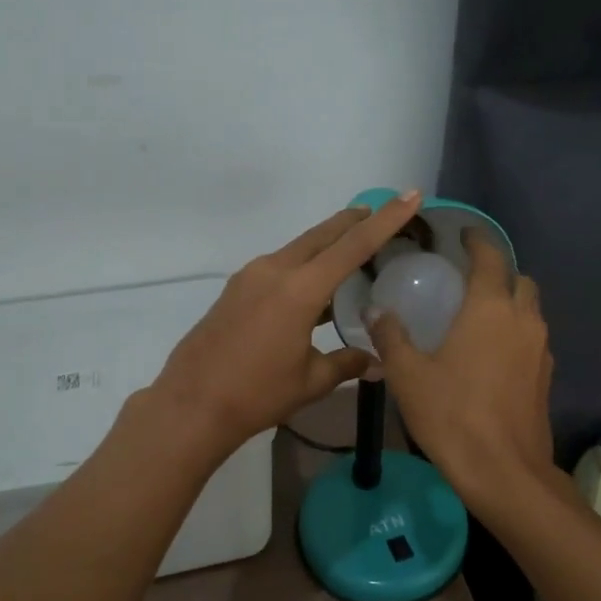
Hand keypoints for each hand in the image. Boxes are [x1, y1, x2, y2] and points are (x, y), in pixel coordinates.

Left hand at [152, 192, 424, 453]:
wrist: (191, 405)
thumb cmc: (257, 395)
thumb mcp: (310, 381)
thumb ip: (346, 364)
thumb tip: (377, 363)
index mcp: (299, 289)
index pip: (353, 246)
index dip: (385, 220)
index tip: (409, 195)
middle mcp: (274, 270)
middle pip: (322, 235)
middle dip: (353, 221)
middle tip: (380, 212)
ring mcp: (250, 277)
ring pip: (299, 248)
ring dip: (327, 243)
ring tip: (352, 247)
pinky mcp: (236, 289)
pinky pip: (279, 265)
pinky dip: (304, 264)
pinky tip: (314, 285)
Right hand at [369, 229, 555, 508]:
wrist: (504, 471)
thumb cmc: (452, 415)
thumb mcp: (408, 375)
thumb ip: (390, 337)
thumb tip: (375, 310)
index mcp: (490, 308)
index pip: (490, 257)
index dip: (477, 240)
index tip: (463, 234)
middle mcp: (523, 320)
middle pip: (519, 280)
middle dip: (498, 272)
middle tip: (467, 280)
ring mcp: (540, 349)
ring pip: (530, 310)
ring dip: (510, 303)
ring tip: (478, 316)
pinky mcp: (546, 376)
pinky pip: (532, 339)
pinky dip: (516, 333)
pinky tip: (491, 354)